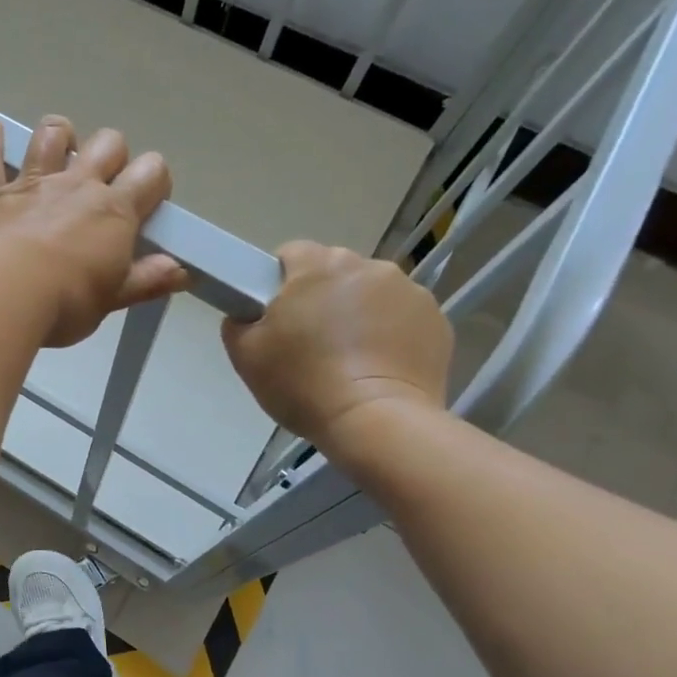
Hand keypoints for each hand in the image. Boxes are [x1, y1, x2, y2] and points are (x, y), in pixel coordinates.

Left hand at [0, 114, 187, 347]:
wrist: (0, 292)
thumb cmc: (64, 302)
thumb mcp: (112, 299)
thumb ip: (146, 281)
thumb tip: (181, 271)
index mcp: (115, 211)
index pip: (151, 174)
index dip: (155, 181)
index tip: (148, 202)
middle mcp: (77, 185)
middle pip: (108, 143)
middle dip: (112, 154)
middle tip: (104, 181)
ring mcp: (33, 182)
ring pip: (52, 135)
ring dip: (59, 135)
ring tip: (59, 149)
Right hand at [222, 243, 452, 461]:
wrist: (375, 421)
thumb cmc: (303, 383)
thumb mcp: (246, 356)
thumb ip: (239, 322)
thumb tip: (247, 314)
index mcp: (317, 266)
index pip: (290, 254)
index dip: (278, 283)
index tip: (277, 316)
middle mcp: (366, 266)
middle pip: (334, 272)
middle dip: (322, 297)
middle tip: (310, 342)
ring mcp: (409, 290)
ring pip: (371, 293)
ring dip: (358, 313)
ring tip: (349, 359)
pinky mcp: (436, 319)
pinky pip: (402, 317)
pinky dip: (390, 333)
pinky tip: (378, 367)